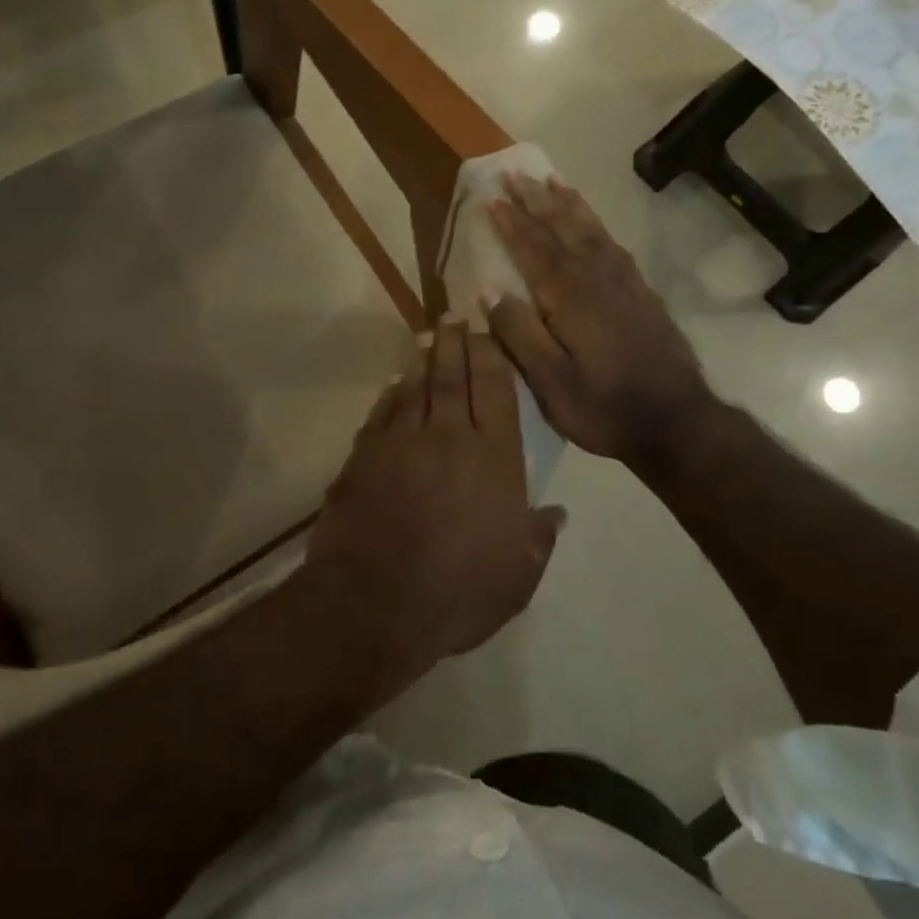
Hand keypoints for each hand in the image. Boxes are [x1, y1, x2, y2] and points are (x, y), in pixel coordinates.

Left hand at [306, 318, 559, 671]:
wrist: (375, 603)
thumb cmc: (458, 592)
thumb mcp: (518, 577)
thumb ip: (538, 538)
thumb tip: (555, 513)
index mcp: (493, 458)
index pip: (495, 390)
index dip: (490, 355)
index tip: (485, 330)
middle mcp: (447, 437)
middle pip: (453, 377)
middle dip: (455, 342)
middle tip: (454, 314)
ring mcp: (400, 443)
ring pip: (415, 388)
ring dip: (423, 361)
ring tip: (427, 338)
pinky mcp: (363, 458)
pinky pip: (382, 414)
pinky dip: (390, 396)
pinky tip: (394, 386)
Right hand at [486, 175, 717, 471]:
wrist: (677, 422)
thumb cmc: (604, 407)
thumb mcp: (551, 382)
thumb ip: (519, 334)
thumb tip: (487, 291)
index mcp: (569, 298)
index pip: (534, 250)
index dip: (511, 224)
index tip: (491, 199)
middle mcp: (597, 279)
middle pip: (562, 229)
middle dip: (537, 200)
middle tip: (516, 173)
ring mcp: (624, 283)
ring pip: (591, 231)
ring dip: (568, 204)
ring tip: (552, 180)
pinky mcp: (642, 293)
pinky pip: (612, 244)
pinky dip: (596, 224)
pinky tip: (591, 222)